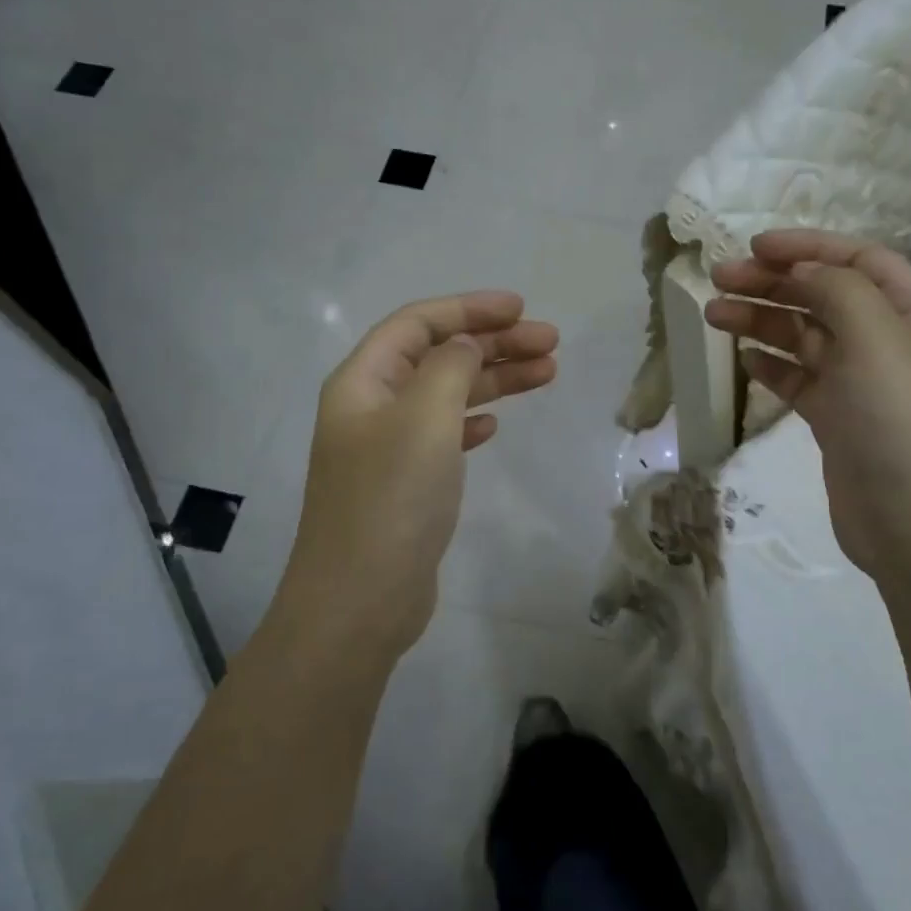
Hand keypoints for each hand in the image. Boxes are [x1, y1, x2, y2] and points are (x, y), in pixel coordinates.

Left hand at [278, 292, 557, 666]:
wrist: (360, 602)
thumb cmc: (392, 499)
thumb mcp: (424, 418)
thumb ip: (449, 367)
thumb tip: (466, 345)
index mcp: (363, 381)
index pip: (418, 323)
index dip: (469, 308)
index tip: (521, 309)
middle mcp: (370, 407)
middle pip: (437, 356)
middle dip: (494, 343)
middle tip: (551, 343)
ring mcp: (387, 448)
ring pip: (447, 395)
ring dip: (494, 380)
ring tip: (547, 373)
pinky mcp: (405, 484)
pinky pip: (443, 435)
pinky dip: (472, 421)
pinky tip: (496, 425)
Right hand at [705, 230, 910, 590]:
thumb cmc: (903, 421)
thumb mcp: (877, 338)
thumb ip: (837, 290)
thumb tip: (802, 270)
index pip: (859, 260)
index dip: (808, 246)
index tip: (755, 247)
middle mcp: (889, 343)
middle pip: (824, 295)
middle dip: (772, 282)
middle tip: (717, 278)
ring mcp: (862, 384)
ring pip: (805, 337)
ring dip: (761, 320)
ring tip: (713, 314)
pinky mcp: (837, 421)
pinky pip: (799, 379)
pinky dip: (770, 365)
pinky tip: (742, 358)